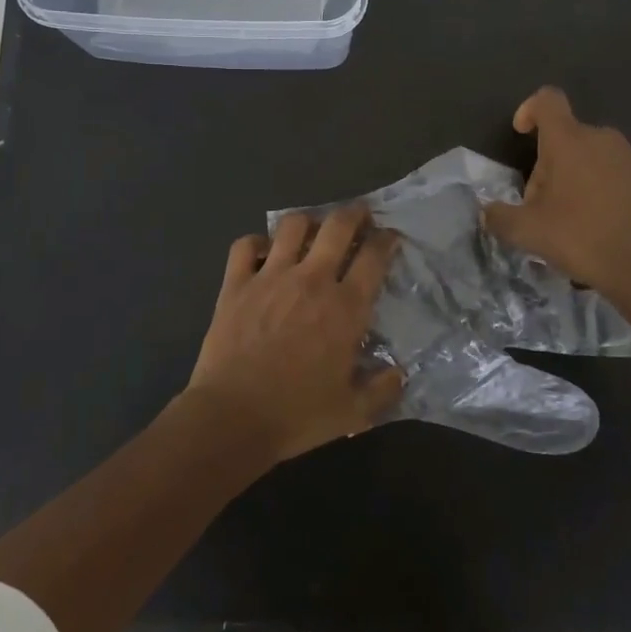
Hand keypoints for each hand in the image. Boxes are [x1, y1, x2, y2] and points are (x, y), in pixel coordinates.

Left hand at [183, 206, 403, 464]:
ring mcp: (270, 277)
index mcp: (346, 307)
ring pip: (293, 225)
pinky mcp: (236, 283)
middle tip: (360, 215)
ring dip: (308, 222)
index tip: (389, 237)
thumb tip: (398, 371)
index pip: (374, 256)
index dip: (386, 240)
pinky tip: (264, 253)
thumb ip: (382, 389)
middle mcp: (312, 280)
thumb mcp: (353, 412)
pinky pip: (246, 245)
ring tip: (312, 230)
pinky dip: (257, 243)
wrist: (233, 418)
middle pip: (338, 226)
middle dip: (354, 213)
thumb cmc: (297, 415)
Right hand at [482, 87, 630, 313]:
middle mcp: (602, 136)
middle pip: (568, 136)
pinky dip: (620, 173)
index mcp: (567, 141)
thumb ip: (499, 217)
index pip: (546, 101)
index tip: (522, 133)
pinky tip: (617, 197)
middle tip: (545, 203)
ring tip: (581, 208)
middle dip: (552, 162)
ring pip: (598, 150)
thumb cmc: (580, 239)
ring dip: (584, 169)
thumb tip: (487, 211)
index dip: (530, 110)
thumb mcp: (527, 233)